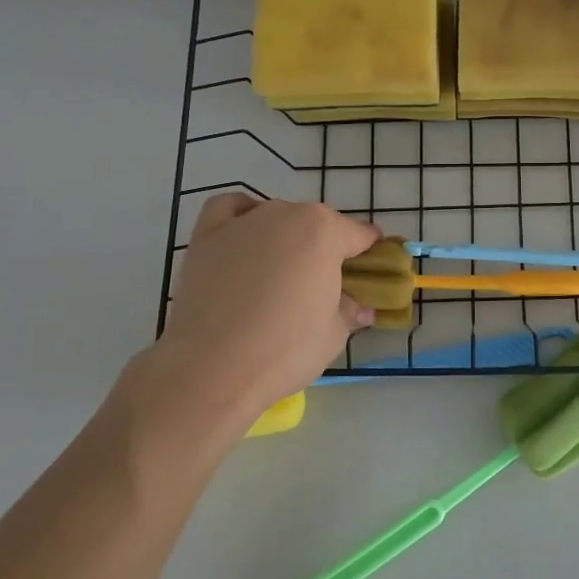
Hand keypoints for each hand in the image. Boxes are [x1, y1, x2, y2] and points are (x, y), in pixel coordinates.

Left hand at [123, 196, 380, 435]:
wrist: (212, 368)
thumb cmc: (285, 350)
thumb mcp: (334, 334)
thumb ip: (349, 311)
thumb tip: (360, 308)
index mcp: (324, 231)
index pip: (359, 235)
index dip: (369, 253)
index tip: (371, 272)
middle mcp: (285, 214)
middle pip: (317, 224)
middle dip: (326, 247)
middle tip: (324, 285)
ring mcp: (244, 221)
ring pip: (277, 217)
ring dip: (287, 236)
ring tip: (282, 273)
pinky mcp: (207, 236)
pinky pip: (231, 210)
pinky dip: (242, 216)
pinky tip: (245, 238)